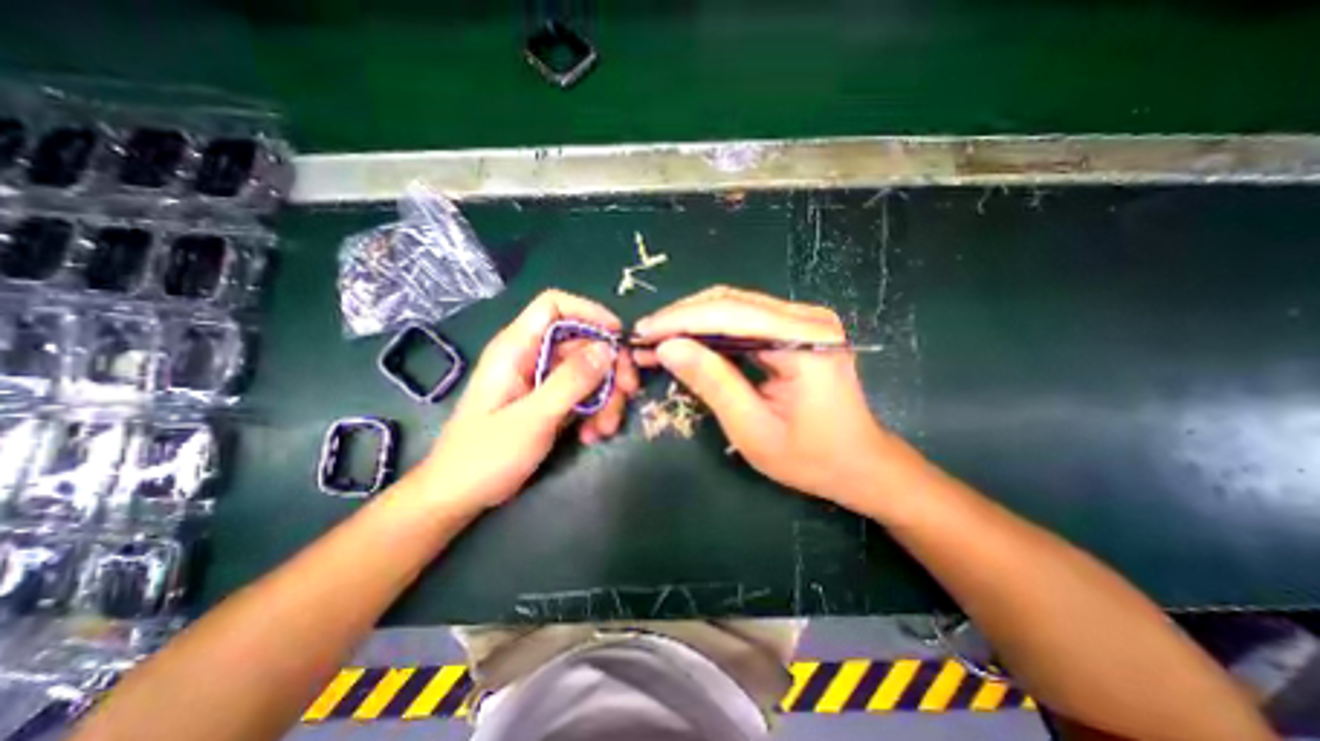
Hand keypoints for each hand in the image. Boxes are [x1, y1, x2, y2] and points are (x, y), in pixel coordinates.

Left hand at [410, 289, 638, 513]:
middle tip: (629, 390)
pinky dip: (596, 411)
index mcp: (516, 348)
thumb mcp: (533, 417)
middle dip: (609, 366)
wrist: (461, 495)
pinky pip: (584, 394)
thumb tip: (607, 348)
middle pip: (582, 342)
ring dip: (607, 396)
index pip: (554, 306)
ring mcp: (543, 381)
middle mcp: (532, 357)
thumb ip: (571, 381)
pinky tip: (593, 435)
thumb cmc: (486, 455)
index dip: (589, 312)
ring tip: (606, 428)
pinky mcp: (550, 401)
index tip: (618, 335)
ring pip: (589, 371)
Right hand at [632, 285, 897, 509]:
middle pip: (731, 302)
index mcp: (805, 339)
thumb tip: (667, 348)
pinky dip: (711, 331)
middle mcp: (807, 317)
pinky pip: (744, 320)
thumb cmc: (811, 456)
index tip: (643, 332)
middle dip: (682, 318)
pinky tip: (688, 343)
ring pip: (734, 307)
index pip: (731, 313)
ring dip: (693, 322)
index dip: (681, 320)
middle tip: (645, 338)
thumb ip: (712, 382)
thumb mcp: (753, 428)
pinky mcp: (796, 329)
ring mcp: (804, 320)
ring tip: (658, 341)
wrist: (859, 463)